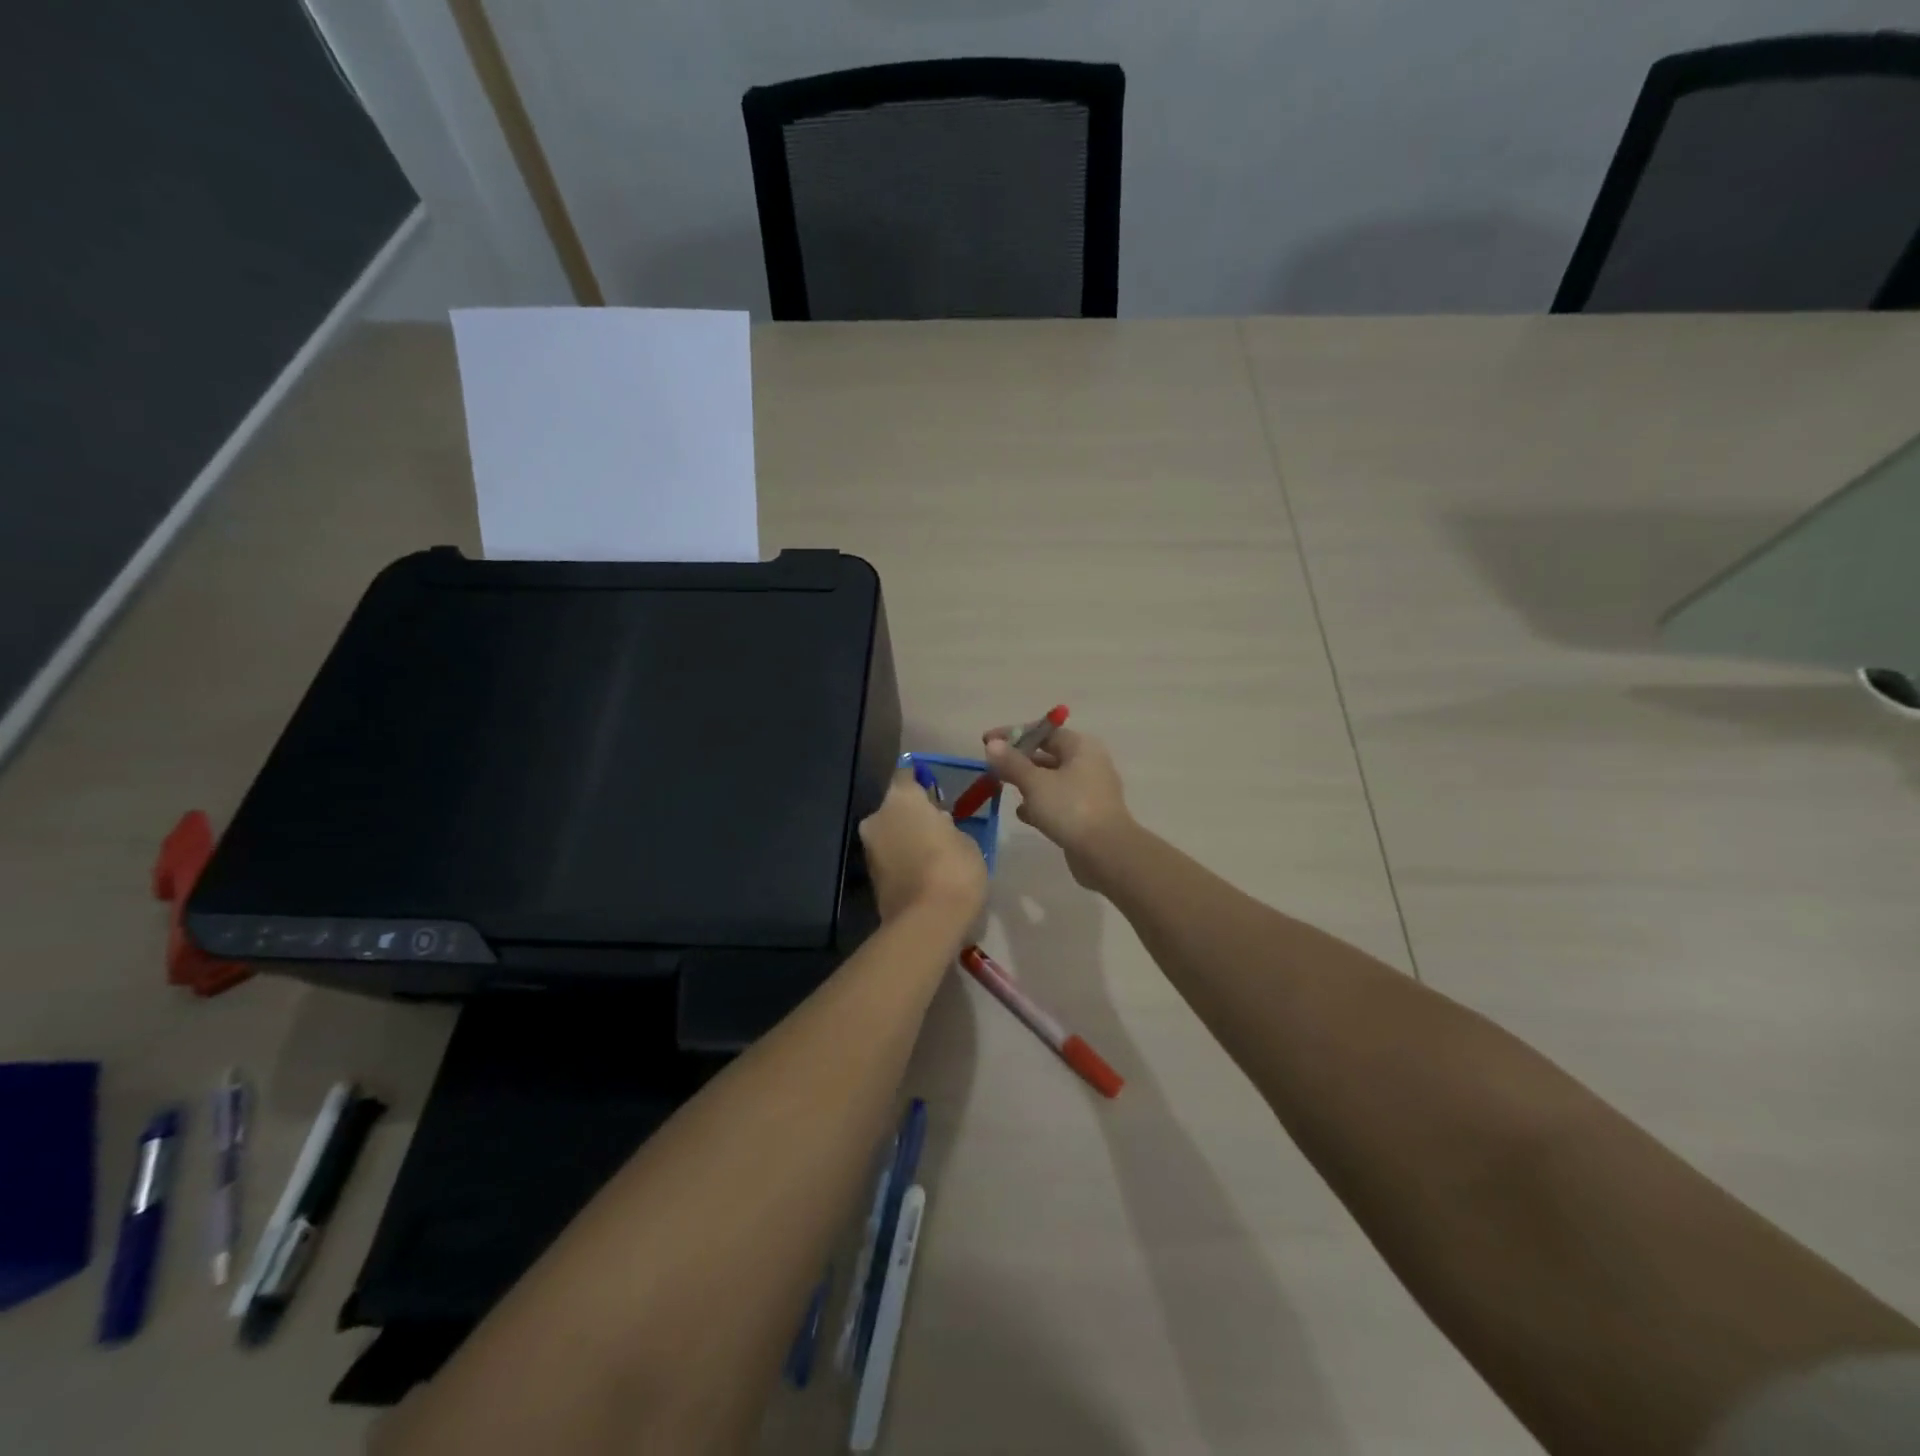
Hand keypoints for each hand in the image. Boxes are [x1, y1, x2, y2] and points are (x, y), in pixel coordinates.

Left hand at [858, 773, 988, 925]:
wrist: (927, 922)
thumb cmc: (954, 869)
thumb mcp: (966, 840)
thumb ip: (947, 826)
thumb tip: (937, 824)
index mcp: (902, 798)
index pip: (906, 775)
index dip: (920, 781)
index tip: (934, 790)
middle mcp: (877, 817)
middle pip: (895, 806)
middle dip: (911, 814)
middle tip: (936, 825)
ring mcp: (868, 848)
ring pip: (889, 832)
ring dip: (905, 837)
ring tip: (932, 851)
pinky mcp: (869, 876)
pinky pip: (888, 856)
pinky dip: (901, 858)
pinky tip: (922, 869)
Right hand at [983, 725, 1134, 890]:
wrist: (1106, 853)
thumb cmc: (1070, 808)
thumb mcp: (1035, 782)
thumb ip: (1012, 762)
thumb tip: (993, 744)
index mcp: (1081, 747)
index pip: (1043, 731)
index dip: (1014, 734)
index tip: (987, 741)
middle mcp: (1088, 763)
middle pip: (1048, 755)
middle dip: (1019, 761)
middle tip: (993, 768)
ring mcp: (1089, 791)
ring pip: (1052, 780)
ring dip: (1028, 784)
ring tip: (1003, 789)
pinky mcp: (1086, 815)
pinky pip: (1058, 802)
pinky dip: (1040, 805)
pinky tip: (1023, 815)